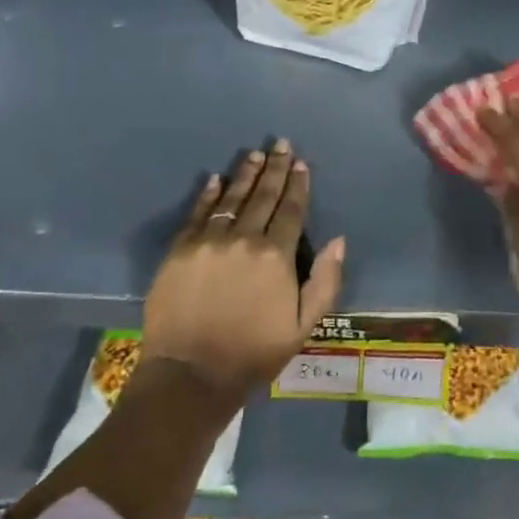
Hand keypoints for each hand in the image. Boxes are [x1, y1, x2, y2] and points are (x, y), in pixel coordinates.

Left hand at [141, 138, 345, 402]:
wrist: (190, 374)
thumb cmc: (254, 352)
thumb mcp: (303, 325)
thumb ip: (325, 281)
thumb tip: (338, 240)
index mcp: (276, 256)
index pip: (291, 210)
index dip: (298, 185)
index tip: (302, 163)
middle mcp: (244, 239)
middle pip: (263, 196)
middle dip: (275, 168)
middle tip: (281, 144)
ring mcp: (209, 241)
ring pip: (232, 198)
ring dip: (245, 174)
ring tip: (255, 154)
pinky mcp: (180, 250)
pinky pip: (198, 213)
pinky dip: (208, 194)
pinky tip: (215, 179)